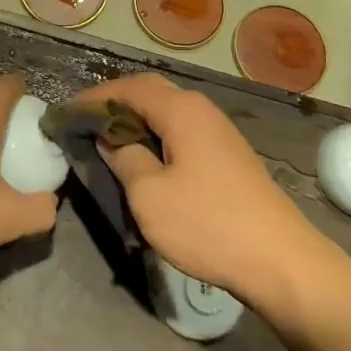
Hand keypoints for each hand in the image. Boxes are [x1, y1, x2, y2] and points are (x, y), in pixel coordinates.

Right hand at [88, 73, 331, 311]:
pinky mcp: (228, 157)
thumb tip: (110, 138)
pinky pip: (182, 134)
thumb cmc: (208, 224)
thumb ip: (123, 158)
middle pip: (150, 94)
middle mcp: (201, 110)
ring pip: (167, 114)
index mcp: (181, 110)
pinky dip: (157, 138)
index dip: (96, 97)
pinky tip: (146, 163)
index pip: (129, 87)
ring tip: (109, 144)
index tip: (69, 113)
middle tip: (86, 125)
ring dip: (136, 123)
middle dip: (115, 105)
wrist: (282, 263)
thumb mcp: (149, 195)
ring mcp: (219, 133)